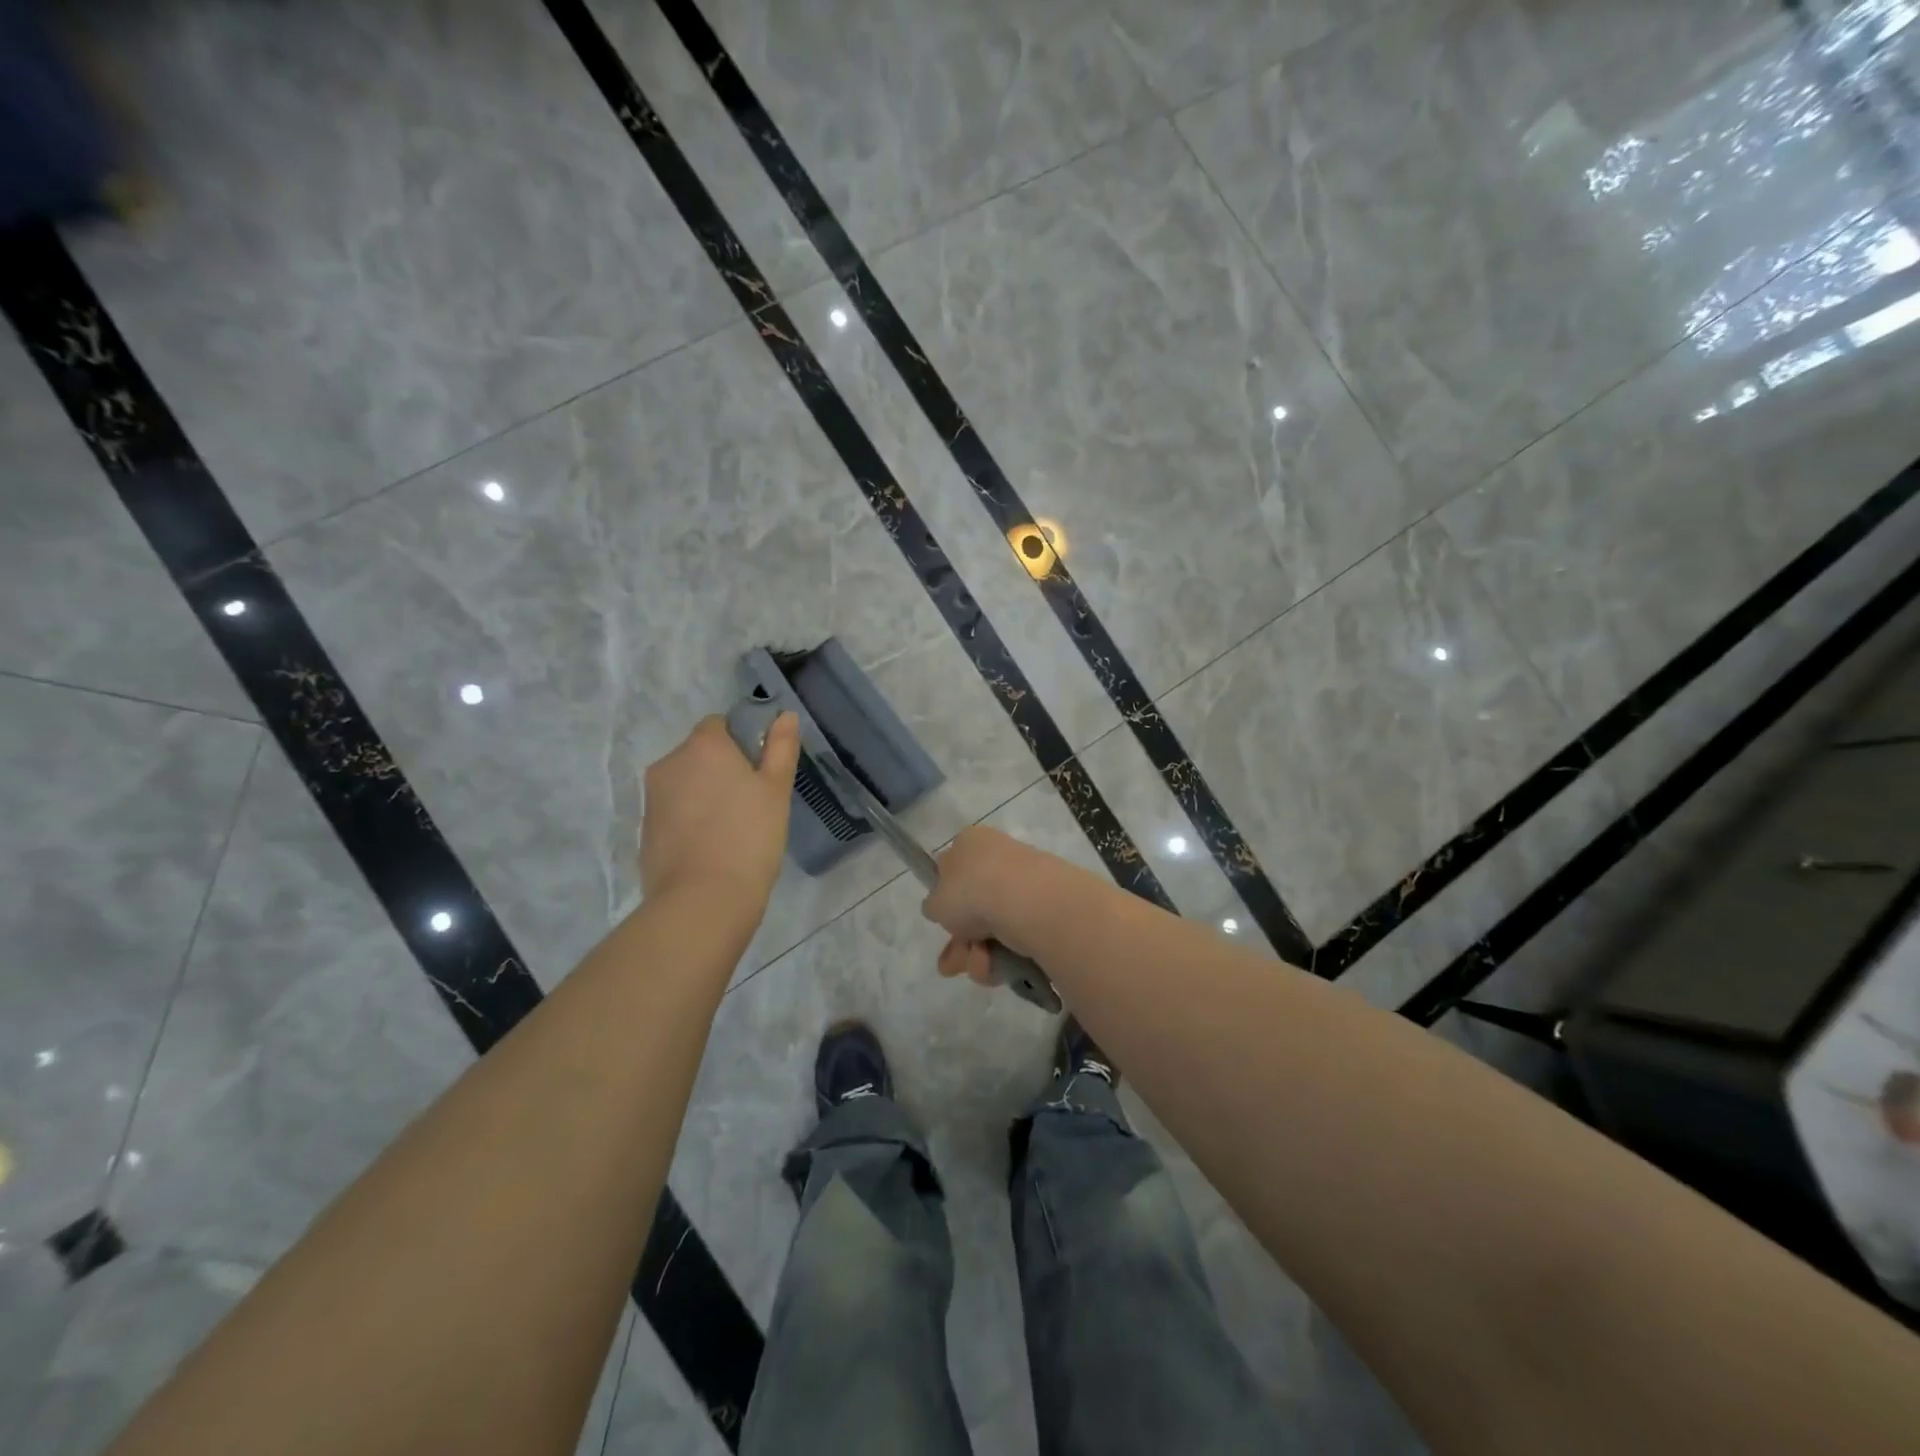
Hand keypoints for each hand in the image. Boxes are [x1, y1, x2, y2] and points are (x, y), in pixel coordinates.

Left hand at [639, 713, 799, 911]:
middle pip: (699, 754)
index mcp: (703, 746)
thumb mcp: (776, 790)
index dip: (742, 742)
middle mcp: (670, 763)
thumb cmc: (749, 837)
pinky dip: (690, 821)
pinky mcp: (645, 830)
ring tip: (732, 829)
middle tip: (752, 802)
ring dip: (705, 795)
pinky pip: (673, 812)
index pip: (719, 724)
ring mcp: (652, 798)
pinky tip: (711, 848)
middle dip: (722, 770)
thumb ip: (781, 748)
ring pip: (685, 784)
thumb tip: (784, 716)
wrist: (702, 901)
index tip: (760, 771)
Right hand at [922, 826, 1053, 983]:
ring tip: (979, 968)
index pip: (952, 869)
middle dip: (960, 940)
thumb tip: (943, 907)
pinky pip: (1015, 930)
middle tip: (953, 965)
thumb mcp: (936, 902)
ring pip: (992, 923)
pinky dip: (1003, 952)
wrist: (1026, 900)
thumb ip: (935, 905)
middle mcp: (996, 855)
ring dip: (977, 953)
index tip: (944, 923)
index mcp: (969, 842)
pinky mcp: (1043, 904)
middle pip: (972, 903)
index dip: (945, 900)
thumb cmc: (971, 891)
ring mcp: (1023, 879)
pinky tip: (996, 966)